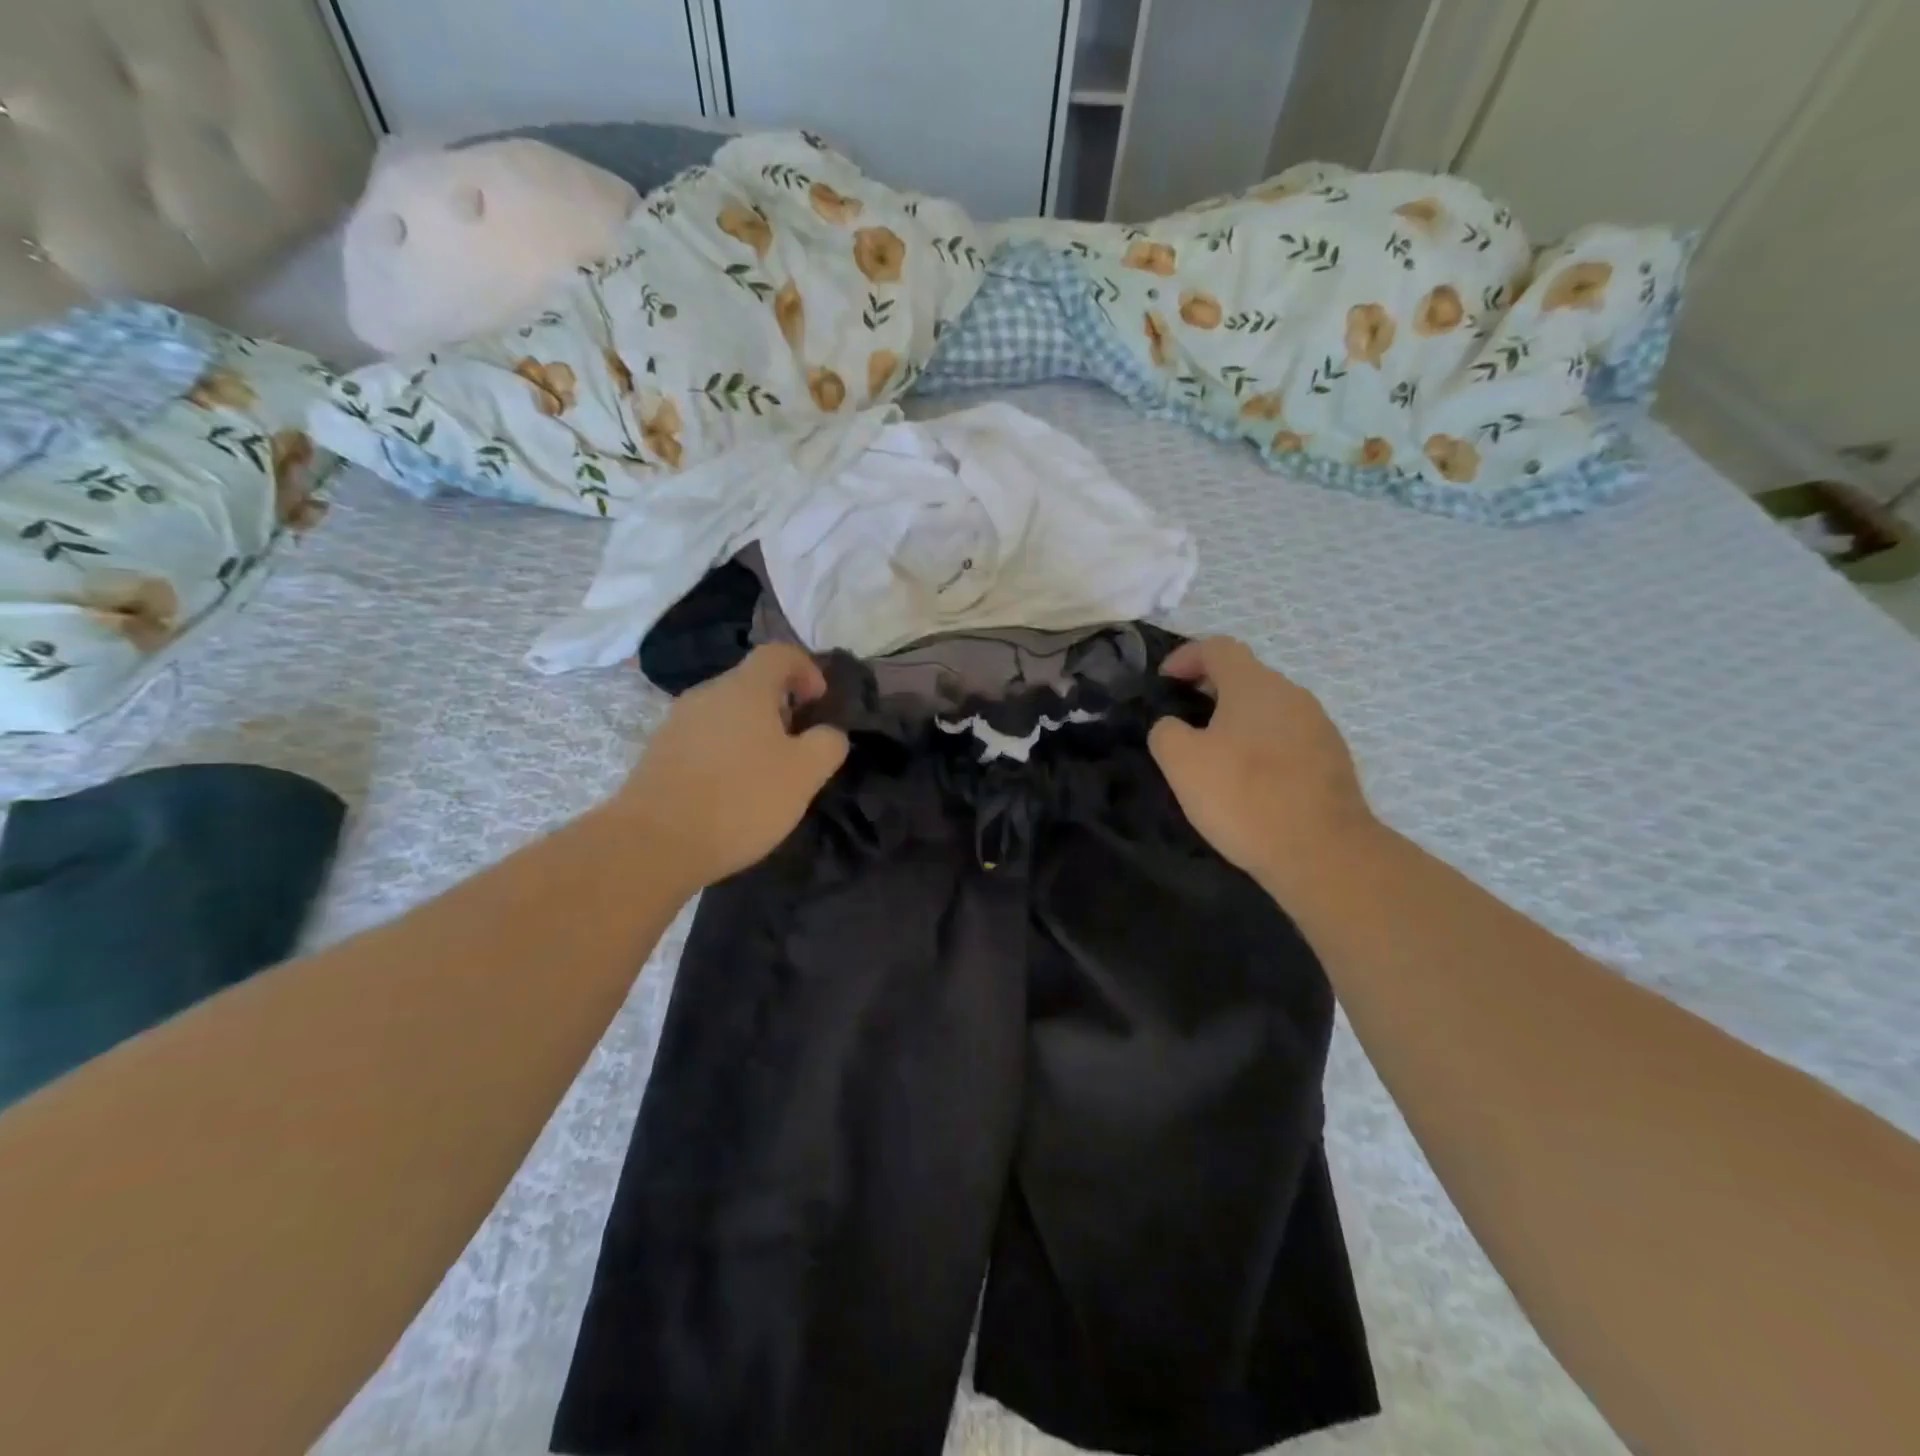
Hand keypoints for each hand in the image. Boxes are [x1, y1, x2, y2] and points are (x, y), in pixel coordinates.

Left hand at [615, 645, 848, 891]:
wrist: (654, 843)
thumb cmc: (740, 799)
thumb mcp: (804, 774)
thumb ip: (828, 744)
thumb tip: (829, 732)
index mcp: (745, 688)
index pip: (779, 653)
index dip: (807, 669)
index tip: (820, 702)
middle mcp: (707, 694)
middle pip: (751, 683)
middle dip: (781, 706)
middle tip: (798, 746)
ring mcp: (677, 723)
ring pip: (726, 713)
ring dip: (752, 732)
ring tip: (766, 773)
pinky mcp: (658, 754)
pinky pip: (704, 740)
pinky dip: (725, 753)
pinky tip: (731, 791)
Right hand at [1149, 637, 1376, 896]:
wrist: (1322, 852)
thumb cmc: (1244, 797)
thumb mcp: (1181, 762)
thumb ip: (1166, 731)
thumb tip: (1175, 726)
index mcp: (1253, 685)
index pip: (1217, 647)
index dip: (1186, 656)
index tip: (1164, 682)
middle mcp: (1292, 694)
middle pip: (1245, 677)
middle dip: (1210, 691)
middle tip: (1184, 723)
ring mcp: (1319, 726)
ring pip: (1268, 709)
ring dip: (1238, 722)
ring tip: (1215, 757)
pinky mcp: (1333, 759)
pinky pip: (1287, 738)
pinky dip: (1262, 747)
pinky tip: (1250, 783)